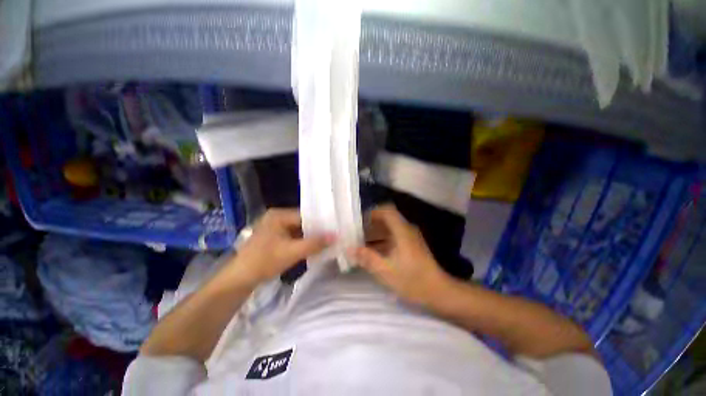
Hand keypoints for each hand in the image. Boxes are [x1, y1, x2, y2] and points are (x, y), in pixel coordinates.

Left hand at [220, 209, 332, 288]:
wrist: (240, 279)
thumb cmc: (264, 261)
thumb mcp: (292, 252)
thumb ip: (314, 243)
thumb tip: (336, 236)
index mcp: (279, 215)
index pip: (305, 215)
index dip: (320, 223)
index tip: (334, 229)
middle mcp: (277, 217)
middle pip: (303, 222)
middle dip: (316, 231)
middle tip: (332, 236)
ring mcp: (276, 227)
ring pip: (299, 230)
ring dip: (310, 237)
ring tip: (326, 241)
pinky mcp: (275, 237)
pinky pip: (294, 236)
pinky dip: (303, 242)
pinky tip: (314, 247)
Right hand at [350, 205, 450, 306]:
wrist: (439, 292)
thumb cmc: (413, 281)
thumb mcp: (385, 271)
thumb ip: (366, 258)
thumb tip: (349, 248)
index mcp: (402, 231)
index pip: (387, 211)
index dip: (372, 212)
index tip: (359, 221)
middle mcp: (407, 230)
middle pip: (387, 219)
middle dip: (371, 224)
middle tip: (357, 233)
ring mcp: (410, 238)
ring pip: (389, 229)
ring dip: (376, 233)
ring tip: (361, 243)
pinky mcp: (411, 246)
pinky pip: (394, 237)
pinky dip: (382, 241)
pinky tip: (374, 252)